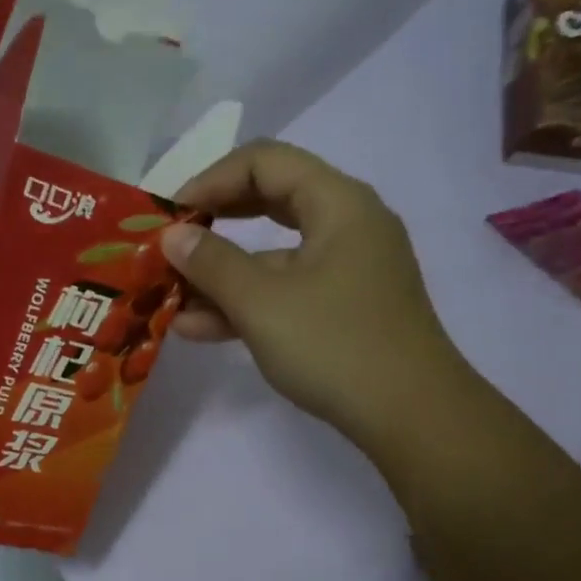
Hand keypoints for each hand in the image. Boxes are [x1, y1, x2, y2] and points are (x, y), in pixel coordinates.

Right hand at [160, 140, 464, 446]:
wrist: (411, 417)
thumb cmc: (335, 345)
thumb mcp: (261, 302)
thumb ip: (211, 263)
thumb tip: (172, 236)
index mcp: (338, 203)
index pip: (264, 162)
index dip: (210, 180)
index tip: (169, 217)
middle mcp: (346, 226)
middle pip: (268, 202)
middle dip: (212, 225)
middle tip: (168, 244)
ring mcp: (346, 271)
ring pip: (273, 256)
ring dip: (220, 275)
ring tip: (168, 298)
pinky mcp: (342, 310)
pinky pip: (285, 292)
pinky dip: (244, 304)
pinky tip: (197, 328)